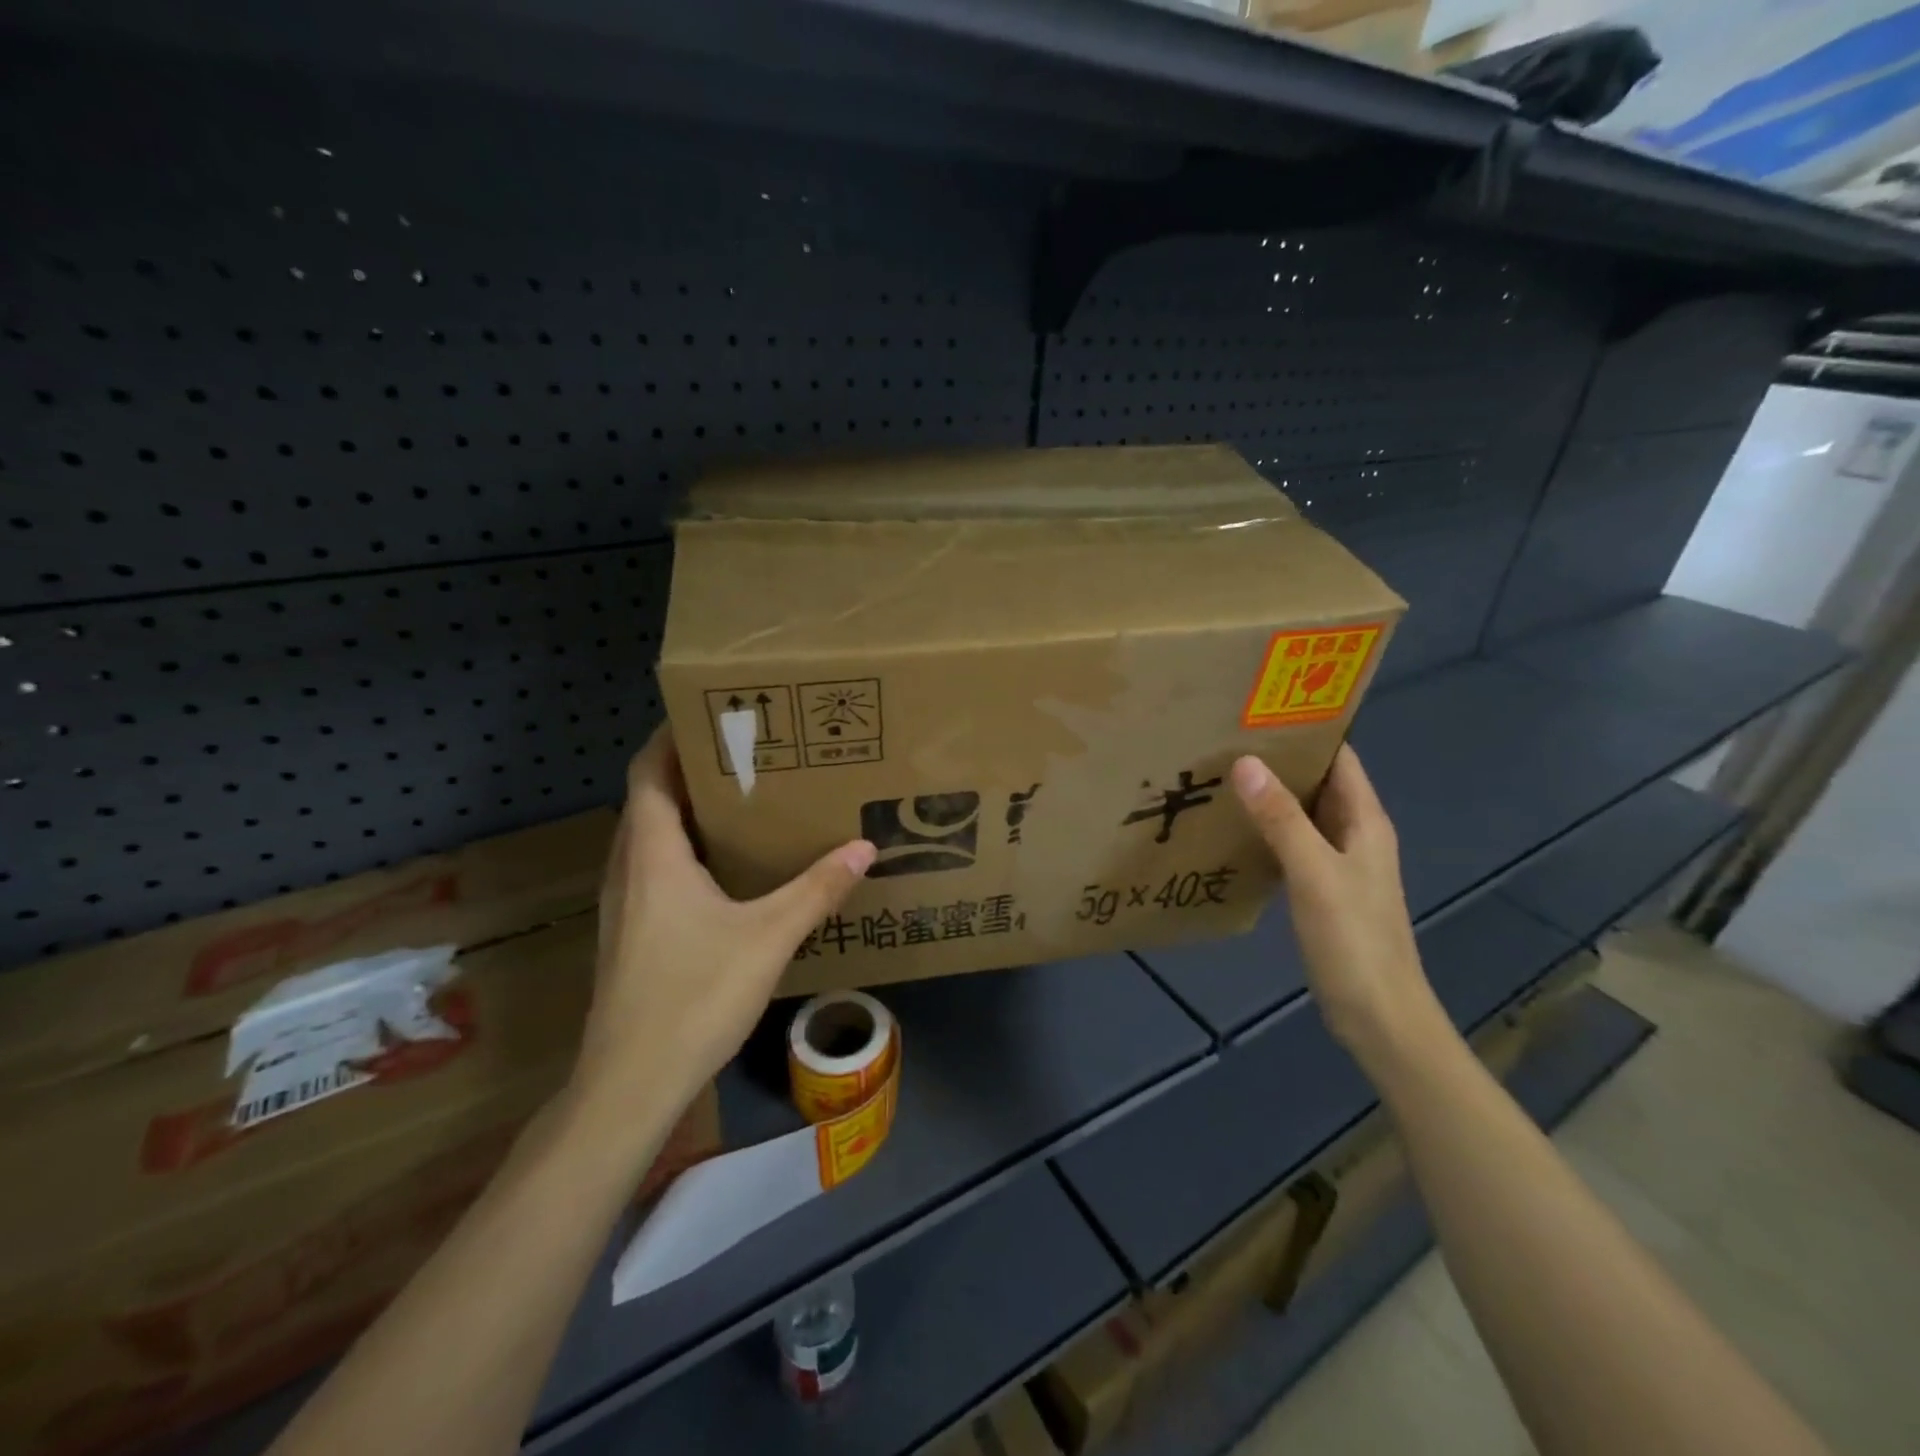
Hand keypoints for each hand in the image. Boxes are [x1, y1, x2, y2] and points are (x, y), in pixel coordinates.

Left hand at [569, 725, 874, 1132]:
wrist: (631, 1083)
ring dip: (687, 809)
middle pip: (650, 797)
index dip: (672, 736)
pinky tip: (726, 867)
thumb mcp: (769, 936)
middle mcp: (629, 866)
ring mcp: (625, 902)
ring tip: (743, 799)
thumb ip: (817, 889)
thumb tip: (865, 847)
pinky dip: (685, 848)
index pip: (648, 771)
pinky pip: (655, 867)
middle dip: (691, 768)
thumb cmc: (694, 995)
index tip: (713, 714)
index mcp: (652, 852)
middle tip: (747, 752)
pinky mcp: (631, 932)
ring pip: (651, 835)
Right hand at [1230, 746, 1447, 1066]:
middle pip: (1319, 783)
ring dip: (1271, 795)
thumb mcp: (1315, 873)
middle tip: (1226, 739)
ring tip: (1222, 775)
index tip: (1261, 712)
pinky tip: (1234, 829)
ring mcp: (1339, 863)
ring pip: (1303, 814)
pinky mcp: (1322, 889)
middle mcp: (1355, 834)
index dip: (1308, 731)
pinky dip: (1268, 830)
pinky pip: (1293, 844)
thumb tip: (1245, 762)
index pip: (1341, 758)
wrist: (1377, 1015)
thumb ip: (1281, 819)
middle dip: (1281, 760)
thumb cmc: (1354, 938)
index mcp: (1365, 821)